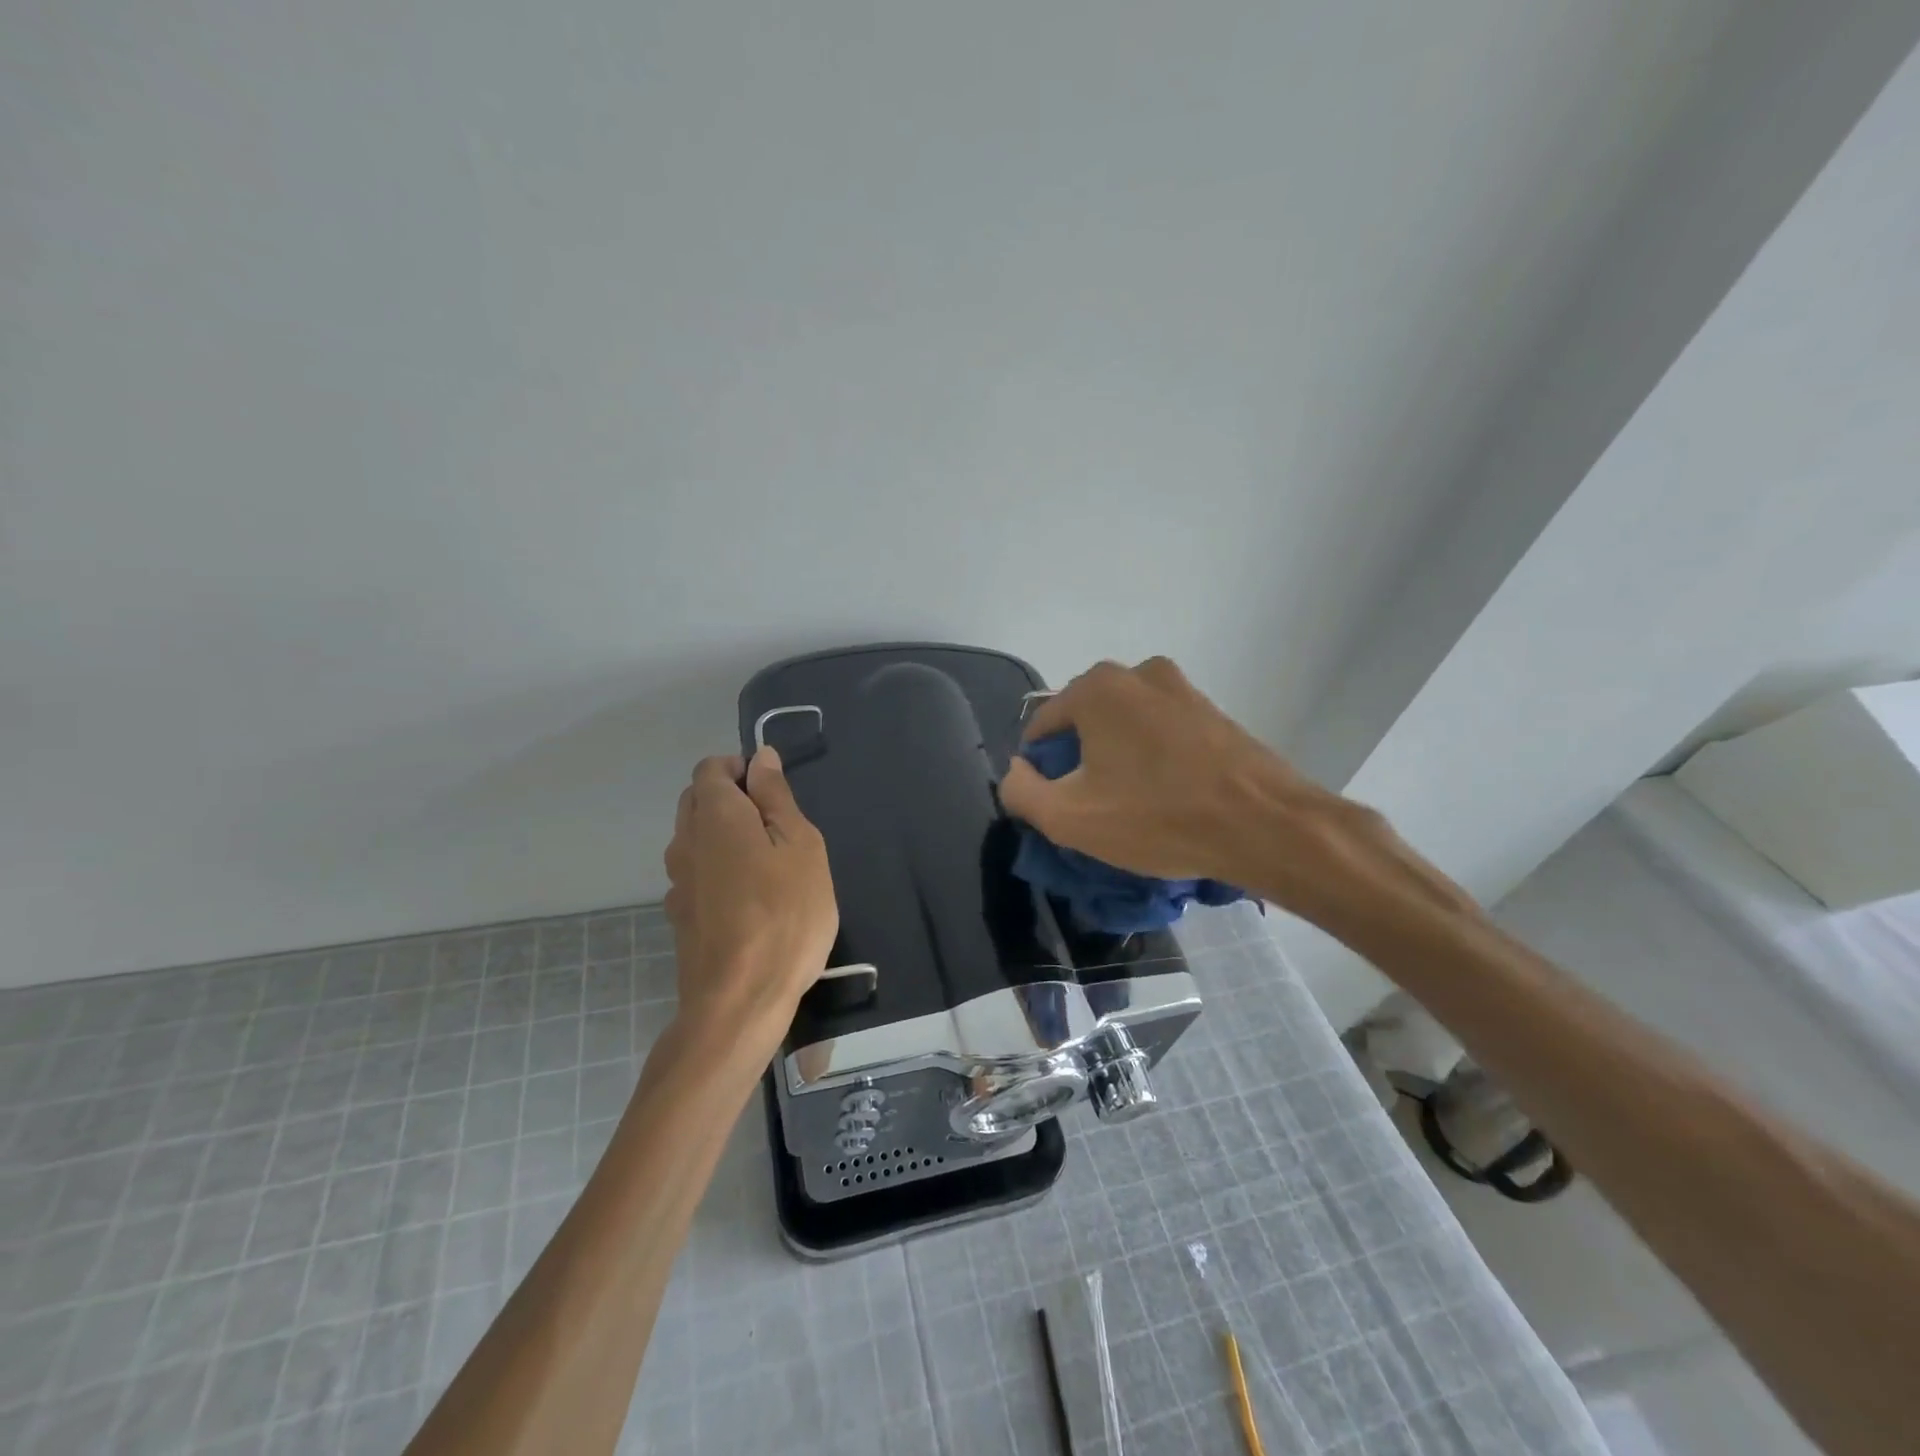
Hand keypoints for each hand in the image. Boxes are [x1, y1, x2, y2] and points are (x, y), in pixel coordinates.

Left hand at [663, 748, 838, 1049]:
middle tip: (778, 828)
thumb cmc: (785, 915)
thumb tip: (761, 758)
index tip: (776, 795)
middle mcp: (685, 841)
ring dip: (725, 836)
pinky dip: (718, 870)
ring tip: (769, 865)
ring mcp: (677, 881)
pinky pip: (697, 873)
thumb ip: (776, 797)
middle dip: (732, 799)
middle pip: (698, 800)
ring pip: (695, 838)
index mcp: (715, 815)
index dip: (742, 769)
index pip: (712, 768)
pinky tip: (749, 900)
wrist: (740, 1001)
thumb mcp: (801, 846)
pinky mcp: (680, 915)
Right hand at [998, 657, 1400, 922]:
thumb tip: (1017, 771)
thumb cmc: (1157, 817)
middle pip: (1084, 721)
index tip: (1056, 805)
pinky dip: (1152, 758)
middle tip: (1093, 808)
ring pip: (1124, 726)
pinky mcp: (1212, 711)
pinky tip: (1165, 795)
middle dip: (1079, 761)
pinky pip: (1161, 732)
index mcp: (1096, 688)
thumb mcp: (1068, 817)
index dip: (1038, 769)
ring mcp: (1180, 689)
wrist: (1264, 824)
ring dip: (1116, 759)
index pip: (1041, 726)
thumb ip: (1021, 791)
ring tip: (1131, 805)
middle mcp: (1137, 674)